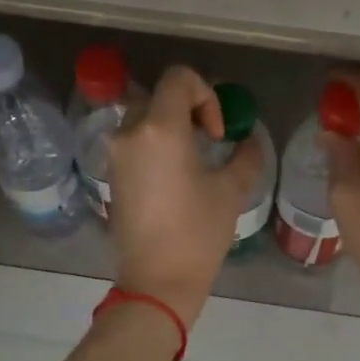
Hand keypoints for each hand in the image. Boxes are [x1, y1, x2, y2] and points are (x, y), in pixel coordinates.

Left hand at [107, 65, 260, 325]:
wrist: (155, 281)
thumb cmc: (197, 234)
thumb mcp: (231, 191)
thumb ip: (245, 155)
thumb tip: (248, 140)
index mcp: (160, 129)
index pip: (178, 78)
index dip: (206, 95)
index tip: (216, 133)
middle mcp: (130, 133)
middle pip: (159, 96)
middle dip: (188, 109)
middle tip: (209, 140)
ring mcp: (115, 154)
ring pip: (143, 118)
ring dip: (170, 126)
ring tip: (192, 159)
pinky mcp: (111, 175)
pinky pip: (134, 142)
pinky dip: (155, 144)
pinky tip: (174, 176)